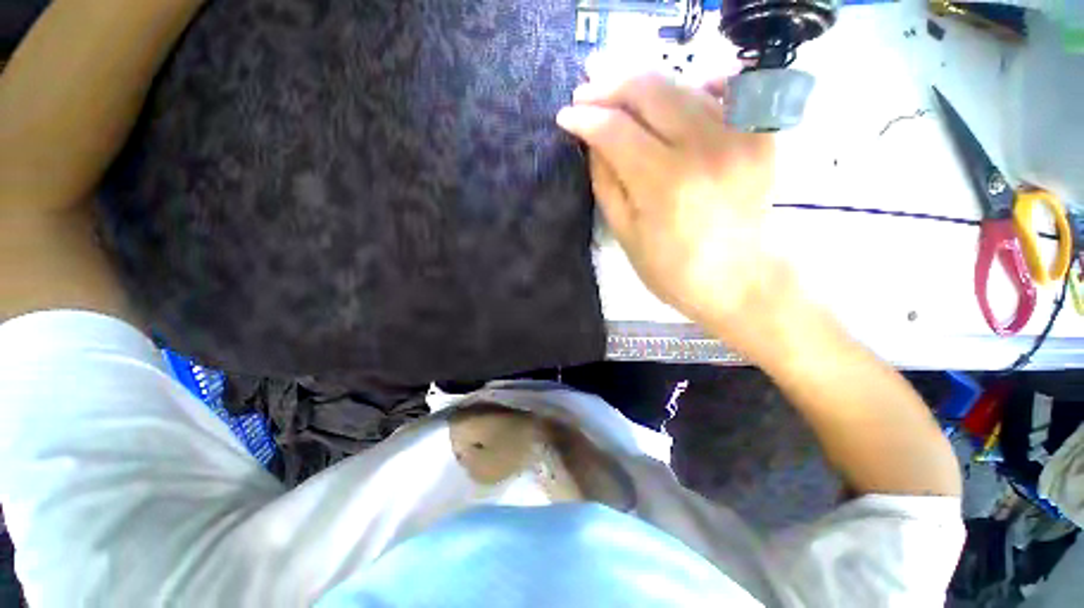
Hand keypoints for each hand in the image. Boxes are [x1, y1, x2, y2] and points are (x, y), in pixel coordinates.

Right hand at [556, 70, 785, 352]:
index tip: (566, 116)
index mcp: (664, 184)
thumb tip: (593, 140)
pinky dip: (694, 85)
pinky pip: (726, 90)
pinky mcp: (761, 135)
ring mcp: (740, 136)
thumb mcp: (626, 234)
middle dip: (610, 85)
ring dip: (644, 85)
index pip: (615, 130)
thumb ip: (606, 182)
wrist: (739, 280)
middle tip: (587, 91)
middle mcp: (705, 149)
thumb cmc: (673, 270)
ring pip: (683, 83)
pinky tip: (673, 98)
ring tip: (619, 94)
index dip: (585, 117)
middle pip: (650, 90)